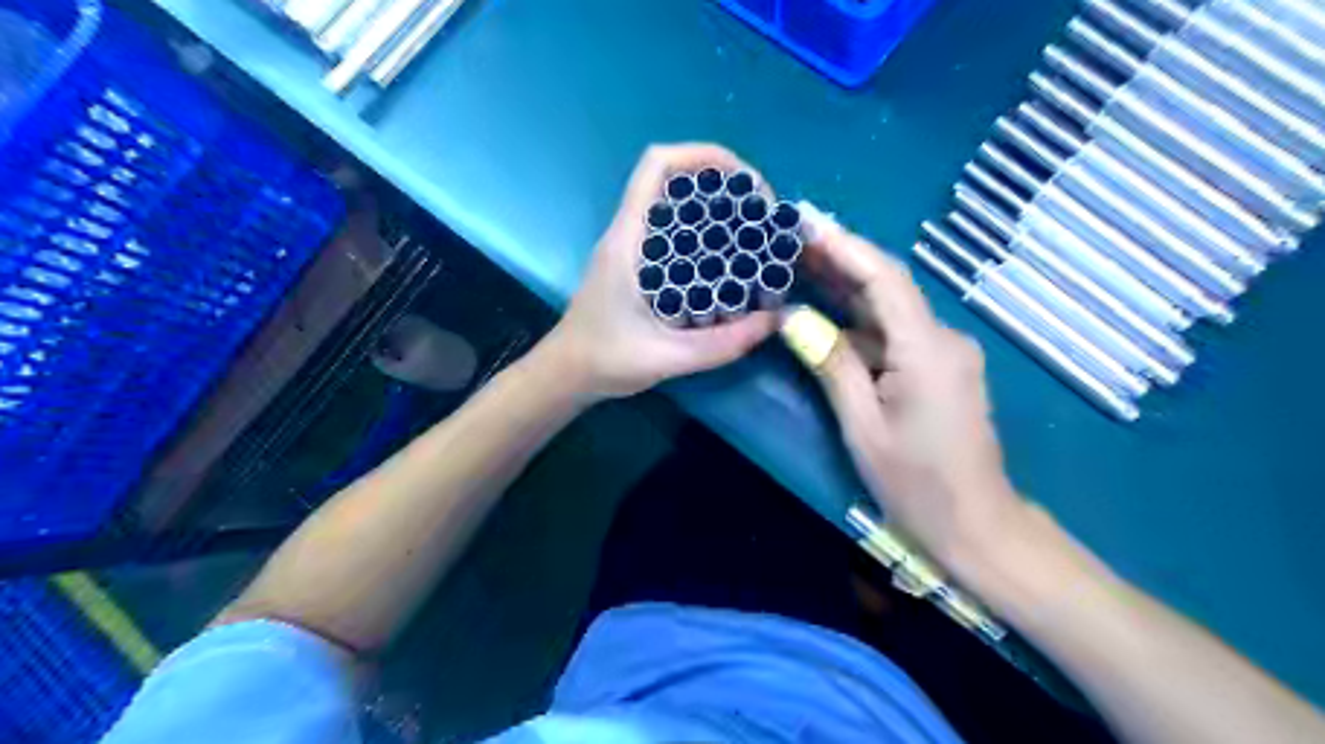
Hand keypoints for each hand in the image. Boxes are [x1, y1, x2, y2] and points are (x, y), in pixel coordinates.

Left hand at [543, 144, 777, 401]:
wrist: (566, 375)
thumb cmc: (605, 361)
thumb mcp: (667, 358)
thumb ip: (723, 343)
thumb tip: (778, 318)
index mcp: (628, 240)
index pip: (656, 166)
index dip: (703, 156)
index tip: (746, 183)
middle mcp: (630, 234)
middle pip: (674, 180)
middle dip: (723, 186)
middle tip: (762, 217)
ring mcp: (633, 249)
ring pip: (676, 207)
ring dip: (716, 210)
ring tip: (755, 234)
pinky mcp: (639, 266)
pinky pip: (676, 235)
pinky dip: (706, 236)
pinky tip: (731, 262)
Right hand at [789, 207, 1027, 573]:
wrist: (976, 524)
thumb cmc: (916, 483)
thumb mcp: (862, 426)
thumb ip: (831, 365)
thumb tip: (792, 319)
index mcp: (927, 351)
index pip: (885, 279)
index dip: (844, 246)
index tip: (805, 223)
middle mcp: (944, 339)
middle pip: (889, 287)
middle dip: (840, 260)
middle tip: (792, 239)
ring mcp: (946, 353)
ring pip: (891, 310)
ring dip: (847, 289)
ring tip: (799, 265)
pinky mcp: (941, 368)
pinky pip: (896, 334)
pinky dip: (860, 322)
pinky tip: (826, 312)